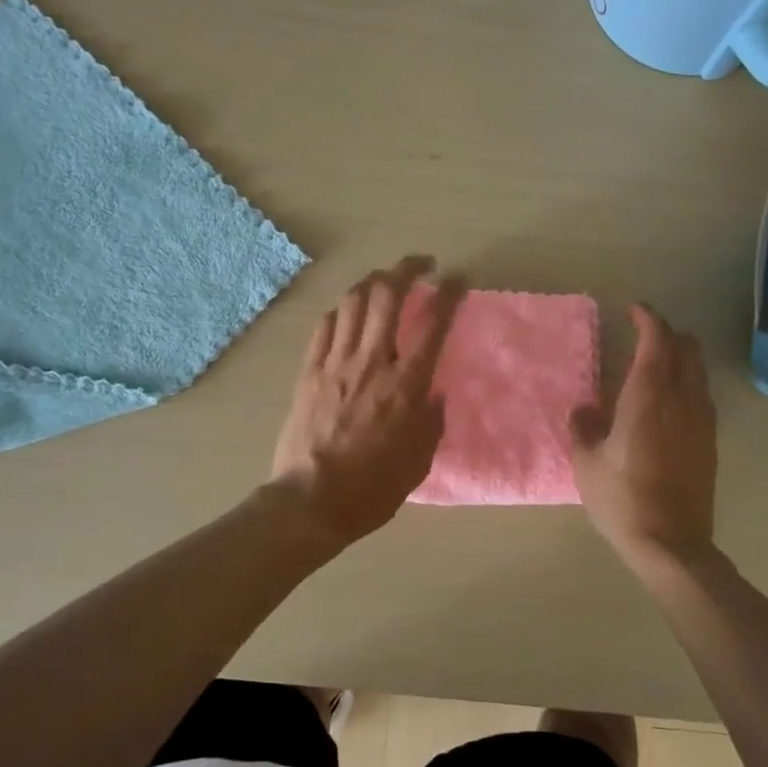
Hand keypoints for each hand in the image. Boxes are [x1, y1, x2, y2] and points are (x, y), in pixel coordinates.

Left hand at [271, 256, 464, 544]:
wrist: (309, 502)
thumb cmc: (372, 489)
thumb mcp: (419, 461)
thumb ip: (431, 420)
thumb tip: (433, 393)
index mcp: (405, 386)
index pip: (433, 325)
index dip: (449, 294)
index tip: (459, 278)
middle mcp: (371, 362)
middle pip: (387, 296)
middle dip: (407, 269)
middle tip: (422, 264)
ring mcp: (335, 363)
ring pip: (353, 301)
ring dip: (373, 281)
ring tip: (385, 280)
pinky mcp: (308, 371)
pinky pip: (325, 325)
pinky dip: (342, 309)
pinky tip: (349, 310)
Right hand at [570, 304, 717, 567]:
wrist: (671, 544)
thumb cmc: (621, 498)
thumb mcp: (587, 461)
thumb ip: (584, 426)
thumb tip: (585, 409)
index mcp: (649, 394)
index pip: (657, 338)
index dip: (646, 318)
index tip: (632, 310)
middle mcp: (682, 398)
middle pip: (686, 347)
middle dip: (666, 335)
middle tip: (641, 338)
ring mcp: (702, 420)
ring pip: (698, 371)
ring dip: (679, 360)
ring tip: (652, 371)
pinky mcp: (710, 442)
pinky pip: (701, 397)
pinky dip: (686, 386)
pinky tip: (666, 407)